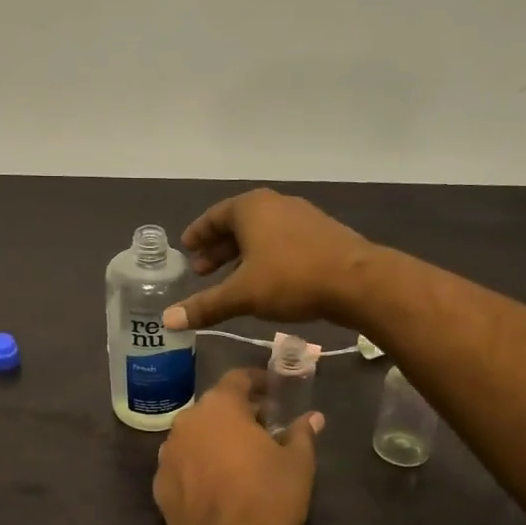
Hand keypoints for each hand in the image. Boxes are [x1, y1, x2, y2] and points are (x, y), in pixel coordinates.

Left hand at [152, 370, 322, 524]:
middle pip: (215, 407)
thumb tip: (313, 418)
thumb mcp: (297, 463)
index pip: (238, 378)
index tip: (274, 391)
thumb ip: (302, 433)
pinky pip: (184, 463)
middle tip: (264, 428)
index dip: (258, 381)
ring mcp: (168, 452)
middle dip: (238, 413)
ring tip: (240, 458)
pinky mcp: (159, 483)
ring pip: (196, 435)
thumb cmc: (268, 497)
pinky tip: (217, 484)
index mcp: (220, 406)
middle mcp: (187, 421)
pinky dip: (199, 465)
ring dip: (216, 439)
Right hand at [162, 189, 374, 332]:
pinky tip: (266, 281)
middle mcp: (276, 204)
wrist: (358, 282)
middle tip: (202, 271)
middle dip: (218, 248)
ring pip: (262, 234)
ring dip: (242, 254)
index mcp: (251, 208)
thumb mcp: (242, 295)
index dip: (198, 234)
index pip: (214, 216)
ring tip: (231, 279)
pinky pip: (282, 242)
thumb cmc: (291, 279)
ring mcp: (302, 217)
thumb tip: (167, 320)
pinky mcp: (322, 235)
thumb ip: (205, 306)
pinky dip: (266, 257)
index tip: (186, 248)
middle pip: (238, 224)